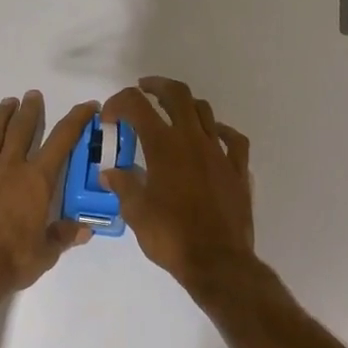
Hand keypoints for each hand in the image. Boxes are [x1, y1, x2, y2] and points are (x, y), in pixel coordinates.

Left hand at [0, 91, 98, 291]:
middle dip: (30, 110)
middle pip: (21, 129)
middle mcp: (9, 167)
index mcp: (37, 181)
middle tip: (33, 95)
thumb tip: (85, 230)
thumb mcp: (45, 254)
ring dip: (0, 116)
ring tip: (7, 103)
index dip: (76, 119)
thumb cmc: (10, 260)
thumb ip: (63, 236)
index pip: (62, 141)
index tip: (87, 105)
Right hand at [100, 76, 256, 295]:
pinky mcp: (237, 169)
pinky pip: (233, 139)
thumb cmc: (171, 236)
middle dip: (157, 86)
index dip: (119, 103)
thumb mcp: (136, 212)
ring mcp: (219, 152)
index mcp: (164, 146)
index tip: (109, 117)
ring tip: (173, 112)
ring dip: (185, 105)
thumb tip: (110, 172)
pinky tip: (212, 137)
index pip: (137, 106)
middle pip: (177, 95)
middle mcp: (193, 139)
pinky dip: (219, 131)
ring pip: (204, 111)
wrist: (218, 261)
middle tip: (144, 89)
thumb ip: (123, 185)